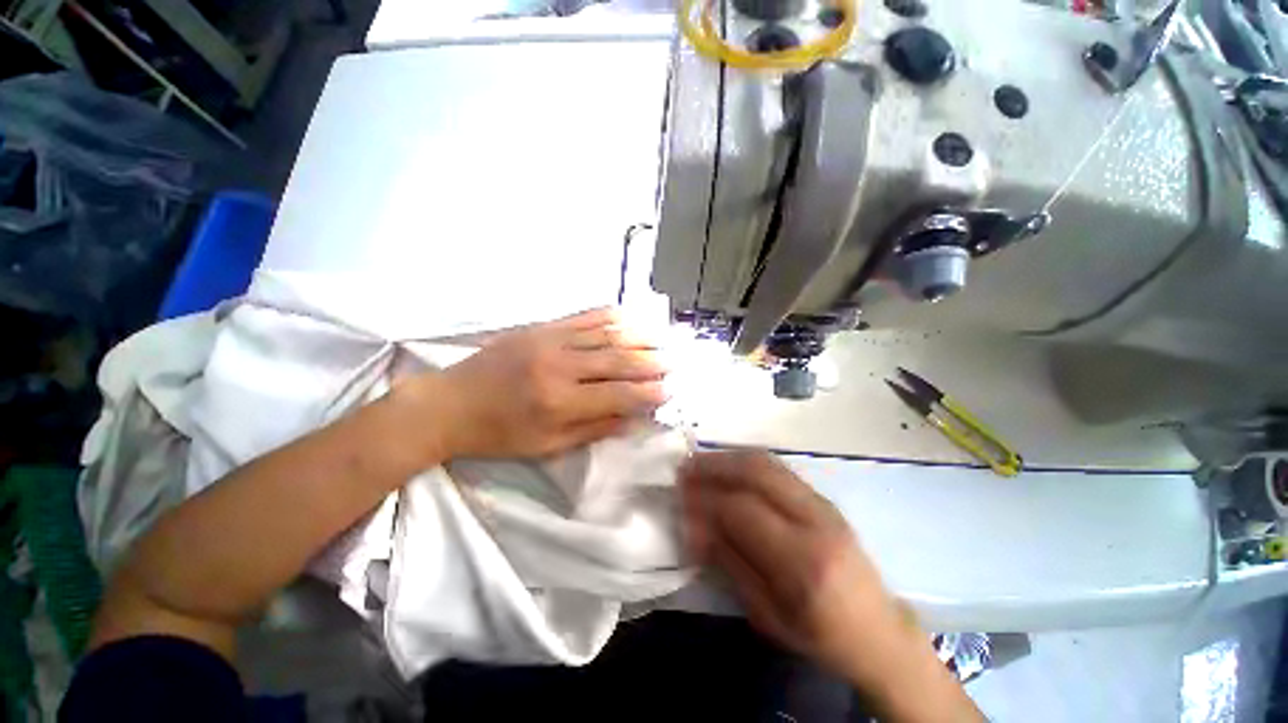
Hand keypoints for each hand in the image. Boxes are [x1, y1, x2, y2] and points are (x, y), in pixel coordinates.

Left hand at [414, 308, 668, 459]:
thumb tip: (632, 419)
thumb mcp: (547, 446)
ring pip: (606, 334)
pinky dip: (609, 316)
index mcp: (561, 403)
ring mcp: (550, 341)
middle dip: (651, 362)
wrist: (449, 404)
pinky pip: (583, 317)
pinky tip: (628, 317)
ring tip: (661, 340)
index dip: (648, 393)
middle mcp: (561, 367)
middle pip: (618, 360)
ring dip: (638, 337)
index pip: (619, 395)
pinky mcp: (540, 327)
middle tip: (674, 363)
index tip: (670, 391)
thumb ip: (594, 430)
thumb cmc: (499, 434)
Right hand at [682, 452, 984, 721]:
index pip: (742, 510)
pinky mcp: (824, 498)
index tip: (680, 500)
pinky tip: (728, 468)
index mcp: (803, 562)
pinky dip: (746, 462)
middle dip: (714, 465)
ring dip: (728, 458)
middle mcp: (816, 521)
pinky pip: (777, 468)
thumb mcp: (767, 614)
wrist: (880, 632)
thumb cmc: (821, 636)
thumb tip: (695, 523)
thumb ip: (730, 562)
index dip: (705, 501)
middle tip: (684, 468)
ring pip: (767, 462)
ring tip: (701, 463)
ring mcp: (823, 504)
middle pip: (756, 472)